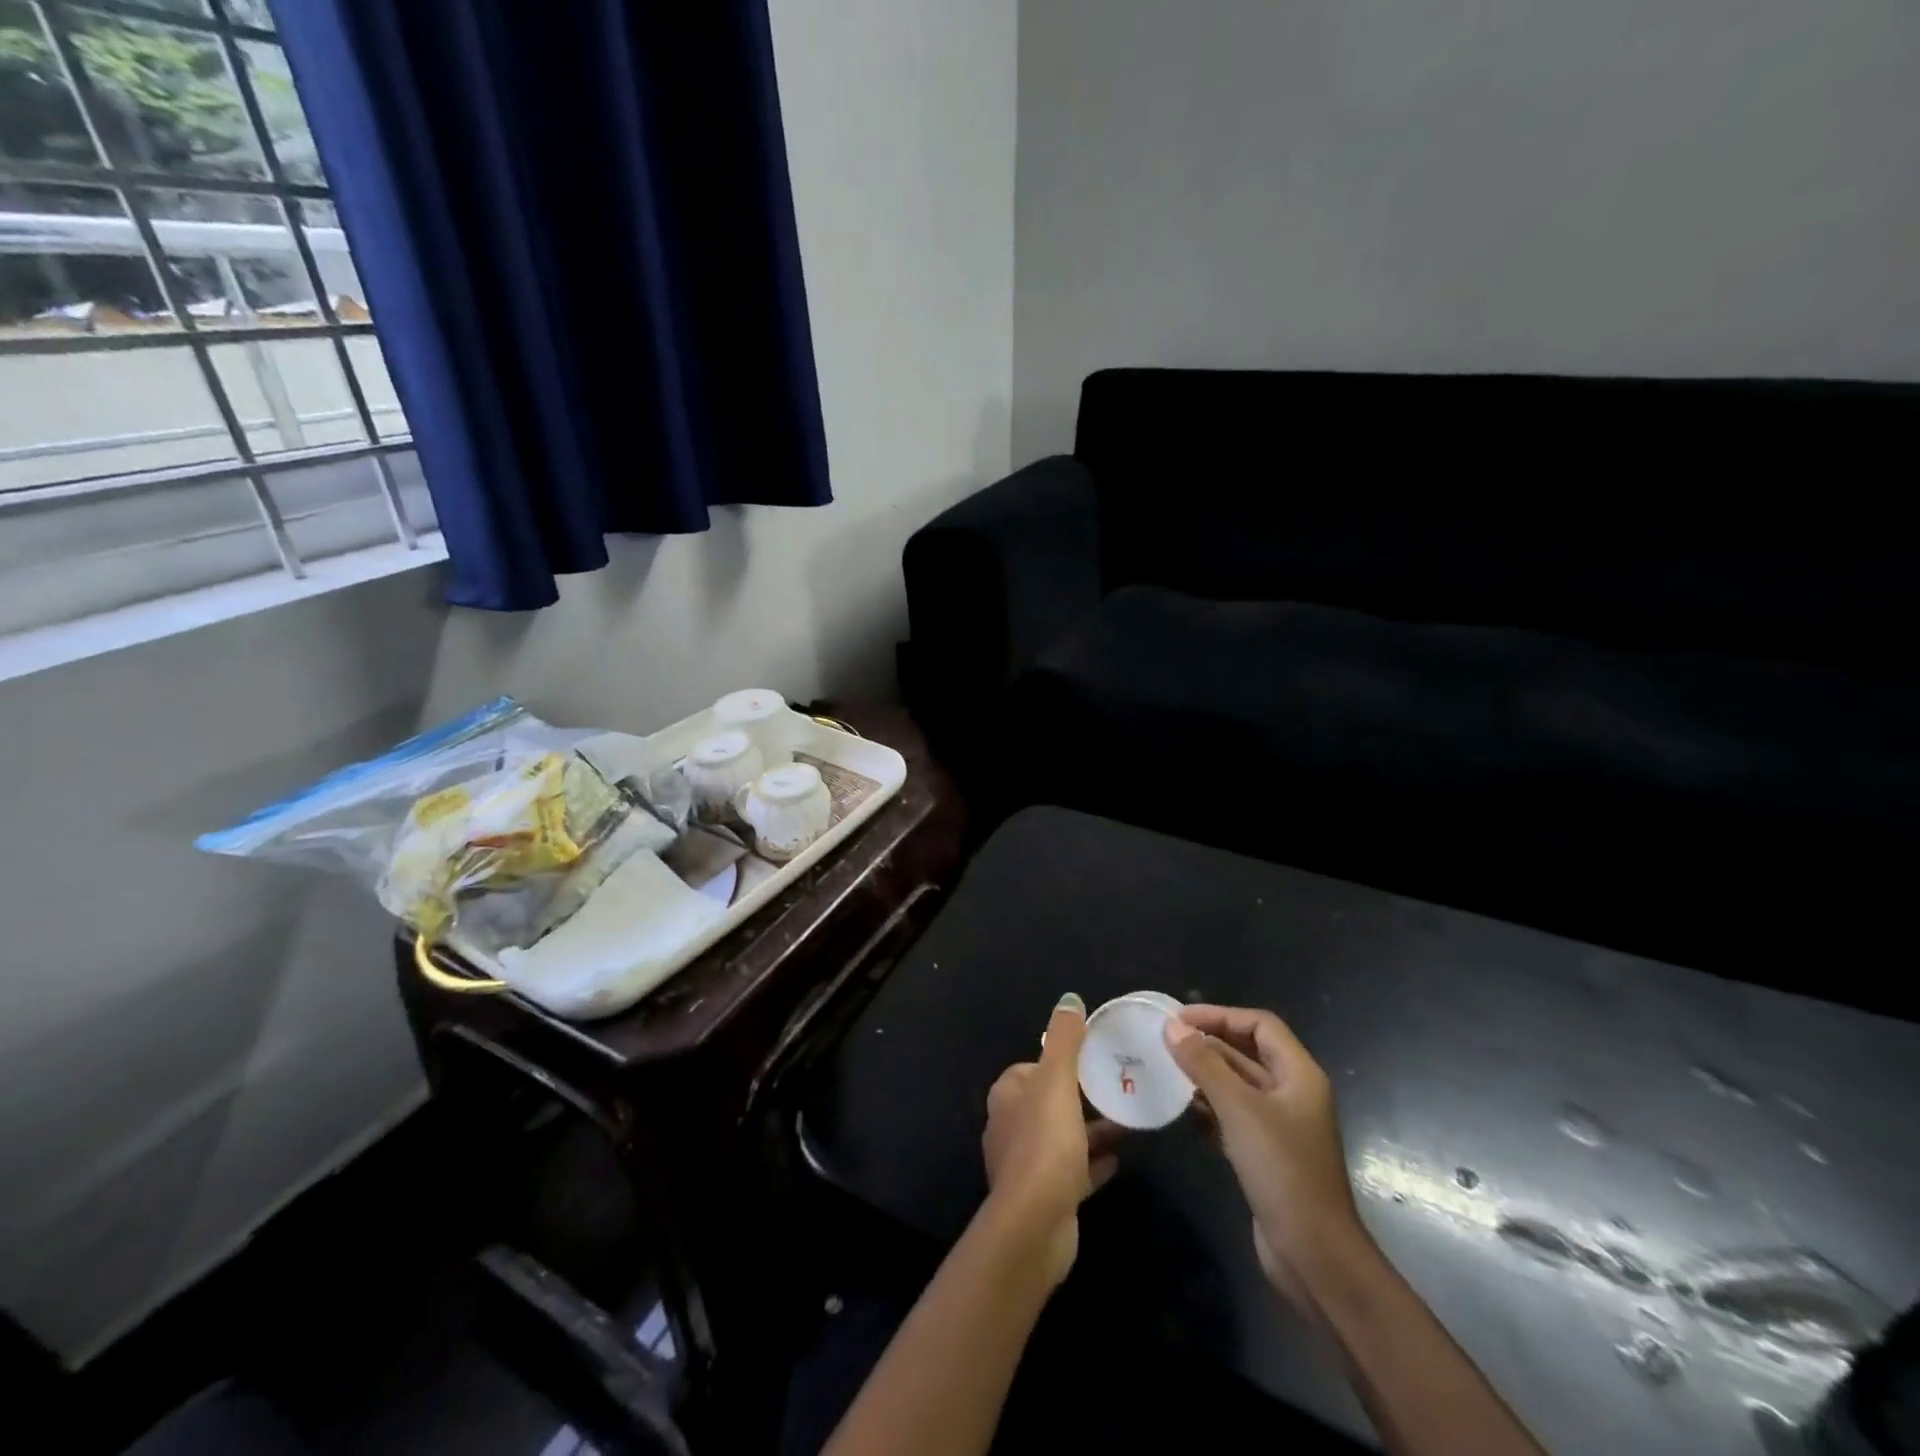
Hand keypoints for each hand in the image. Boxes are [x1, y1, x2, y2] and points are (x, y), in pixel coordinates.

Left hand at [981, 993, 1122, 1284]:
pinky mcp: (1043, 1196)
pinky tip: (1119, 1160)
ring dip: (1090, 1130)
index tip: (1092, 1060)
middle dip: (1080, 1096)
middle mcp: (1010, 1125)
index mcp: (1008, 1095)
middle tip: (1117, 1089)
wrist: (1035, 1224)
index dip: (1060, 1062)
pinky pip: (1072, 1170)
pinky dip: (1092, 1163)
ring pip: (1062, 1136)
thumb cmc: (1045, 1142)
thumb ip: (1064, 1039)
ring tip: (1128, 1122)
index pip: (1033, 1067)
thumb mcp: (1057, 1080)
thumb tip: (1069, 999)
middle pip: (1049, 1102)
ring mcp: (1025, 1165)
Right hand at [1164, 1005, 1364, 1303]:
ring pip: (1237, 1084)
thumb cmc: (1282, 1171)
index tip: (1178, 1019)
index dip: (1220, 1015)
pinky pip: (1234, 1115)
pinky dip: (1209, 1107)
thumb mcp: (1239, 1110)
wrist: (1314, 1256)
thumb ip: (1204, 1064)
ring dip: (1204, 1074)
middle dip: (1208, 1043)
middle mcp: (1292, 1094)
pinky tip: (1182, 1110)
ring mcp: (1280, 1126)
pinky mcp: (1266, 1154)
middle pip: (1248, 1052)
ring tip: (1165, 1069)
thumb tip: (1171, 1026)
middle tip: (1164, 1040)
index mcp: (1299, 1075)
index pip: (1259, 1025)